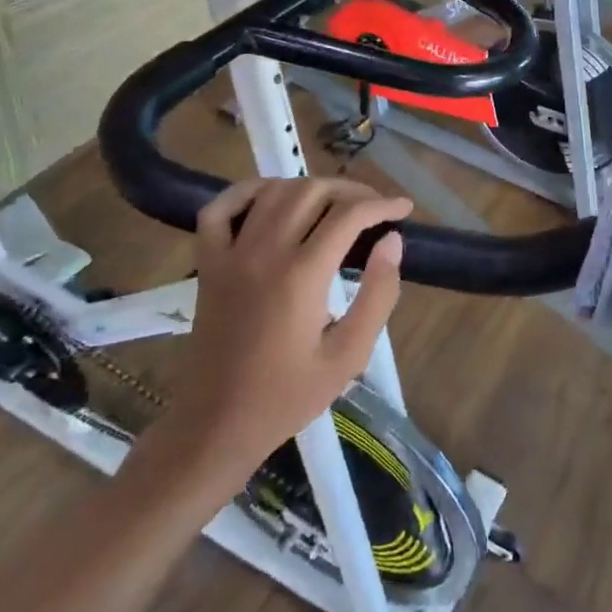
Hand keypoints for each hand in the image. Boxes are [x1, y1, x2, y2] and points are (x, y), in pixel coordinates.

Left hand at [126, 178, 412, 507]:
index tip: (403, 209)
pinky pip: (220, 209)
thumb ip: (378, 294)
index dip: (382, 204)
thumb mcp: (349, 355)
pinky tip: (271, 197)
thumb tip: (392, 241)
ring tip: (334, 204)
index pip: (349, 215)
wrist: (218, 424)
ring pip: (273, 191)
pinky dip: (247, 192)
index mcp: (302, 275)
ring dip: (309, 187)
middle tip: (374, 209)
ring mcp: (230, 254)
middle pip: (313, 192)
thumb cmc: (289, 395)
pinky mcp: (208, 263)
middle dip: (351, 191)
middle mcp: (265, 252)